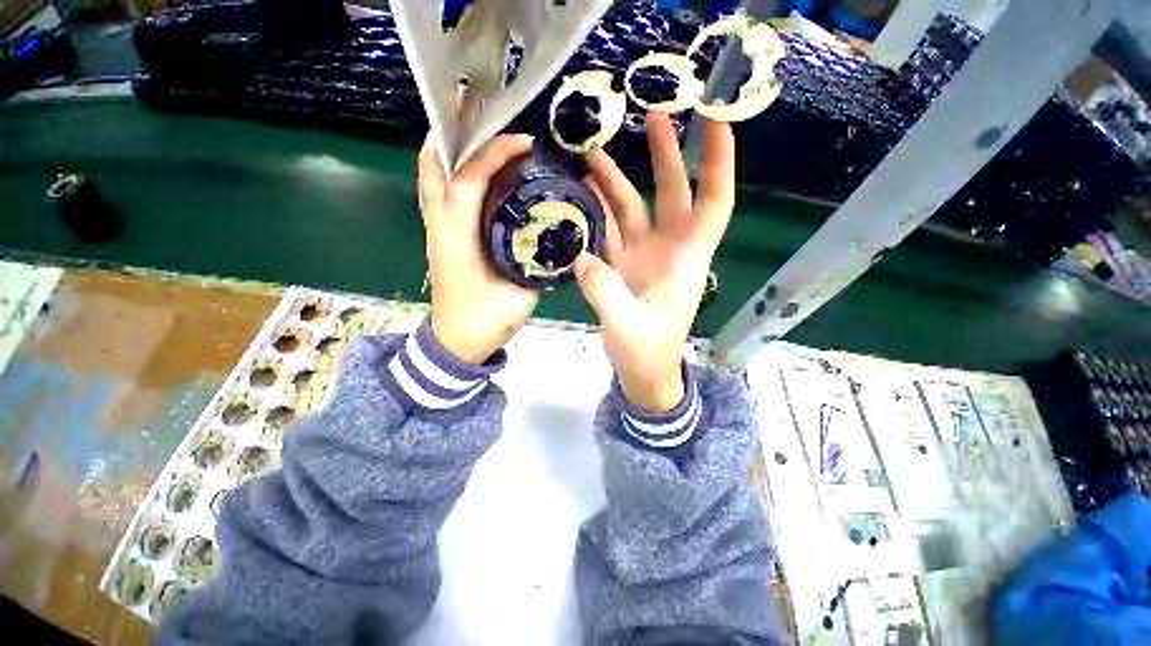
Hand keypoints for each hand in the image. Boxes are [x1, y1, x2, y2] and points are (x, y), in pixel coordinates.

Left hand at [418, 133, 539, 363]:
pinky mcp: (442, 237)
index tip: (522, 141)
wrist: (457, 343)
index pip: (468, 181)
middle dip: (451, 132)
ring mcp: (436, 231)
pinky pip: (442, 194)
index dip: (493, 154)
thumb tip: (550, 235)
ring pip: (432, 178)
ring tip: (477, 130)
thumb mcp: (518, 295)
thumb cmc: (485, 322)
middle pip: (432, 168)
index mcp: (458, 241)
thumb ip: (534, 264)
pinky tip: (481, 171)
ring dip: (451, 149)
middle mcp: (440, 228)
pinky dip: (455, 173)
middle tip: (476, 109)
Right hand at [574, 113, 734, 411]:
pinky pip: (611, 231)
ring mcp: (642, 256)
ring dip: (616, 181)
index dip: (718, 162)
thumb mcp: (628, 328)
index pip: (713, 202)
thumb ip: (605, 292)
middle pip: (672, 194)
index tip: (716, 119)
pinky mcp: (621, 266)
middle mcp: (667, 250)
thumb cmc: (647, 354)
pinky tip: (582, 194)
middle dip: (666, 154)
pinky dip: (597, 212)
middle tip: (651, 113)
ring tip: (592, 153)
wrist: (642, 372)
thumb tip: (580, 255)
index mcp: (685, 260)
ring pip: (633, 209)